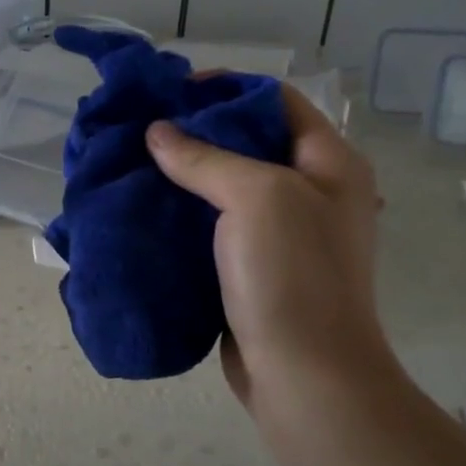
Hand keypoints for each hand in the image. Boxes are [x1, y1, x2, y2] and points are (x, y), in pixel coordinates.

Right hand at [145, 84, 390, 410]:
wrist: (304, 376)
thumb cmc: (292, 275)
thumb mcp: (255, 198)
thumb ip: (205, 158)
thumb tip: (158, 132)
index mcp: (329, 163)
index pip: (275, 101)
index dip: (225, 90)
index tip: (172, 94)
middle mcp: (311, 191)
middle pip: (249, 142)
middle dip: (196, 132)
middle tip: (144, 130)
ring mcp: (284, 234)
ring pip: (227, 187)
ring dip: (185, 175)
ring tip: (136, 165)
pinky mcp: (254, 268)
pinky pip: (215, 227)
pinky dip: (184, 215)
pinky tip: (147, 211)